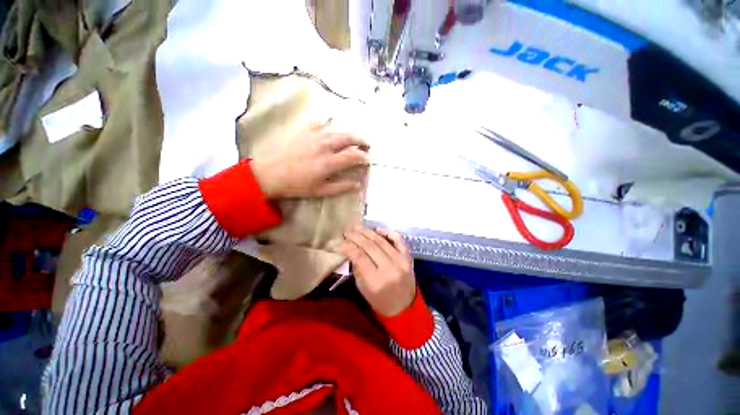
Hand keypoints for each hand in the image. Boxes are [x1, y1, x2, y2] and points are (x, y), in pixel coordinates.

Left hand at [250, 123, 368, 198]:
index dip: (365, 157)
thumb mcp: (320, 191)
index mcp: (328, 163)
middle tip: (367, 144)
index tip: (369, 159)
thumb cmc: (296, 185)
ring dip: (349, 132)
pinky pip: (321, 121)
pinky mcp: (304, 130)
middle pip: (349, 137)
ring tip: (354, 137)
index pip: (354, 156)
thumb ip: (340, 187)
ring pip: (338, 128)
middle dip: (362, 139)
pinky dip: (331, 123)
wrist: (269, 173)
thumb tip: (357, 184)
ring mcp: (314, 135)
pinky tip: (333, 127)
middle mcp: (324, 146)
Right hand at [340, 227, 416, 316]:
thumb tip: (350, 248)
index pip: (359, 256)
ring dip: (368, 232)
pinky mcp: (408, 257)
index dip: (347, 246)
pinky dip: (388, 232)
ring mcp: (401, 261)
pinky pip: (398, 239)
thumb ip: (357, 267)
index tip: (339, 241)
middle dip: (356, 236)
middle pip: (369, 246)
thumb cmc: (379, 300)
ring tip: (357, 227)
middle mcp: (390, 269)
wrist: (404, 306)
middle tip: (346, 231)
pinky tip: (377, 229)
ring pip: (381, 241)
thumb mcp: (362, 288)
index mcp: (376, 281)